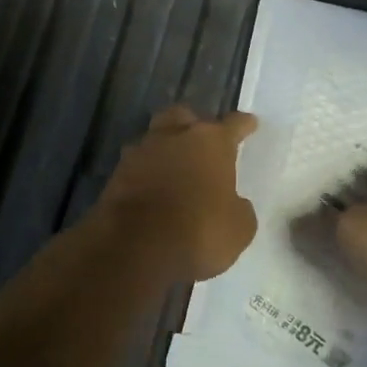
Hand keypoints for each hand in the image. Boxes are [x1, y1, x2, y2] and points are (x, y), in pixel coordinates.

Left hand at [96, 106, 258, 284]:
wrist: (134, 249)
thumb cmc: (198, 232)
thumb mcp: (238, 228)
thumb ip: (238, 207)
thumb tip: (231, 203)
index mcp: (211, 142)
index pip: (233, 124)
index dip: (244, 125)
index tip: (250, 124)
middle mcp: (175, 137)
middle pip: (184, 116)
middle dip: (194, 125)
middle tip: (203, 141)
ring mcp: (141, 152)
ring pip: (155, 137)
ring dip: (165, 148)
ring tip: (174, 166)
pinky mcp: (115, 175)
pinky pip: (137, 165)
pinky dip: (146, 173)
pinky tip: (153, 188)